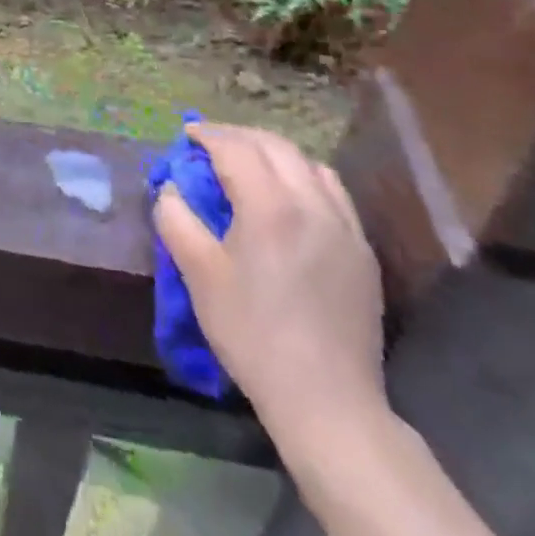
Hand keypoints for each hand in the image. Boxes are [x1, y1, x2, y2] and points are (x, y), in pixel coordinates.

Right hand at [155, 124, 385, 448]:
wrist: (327, 400)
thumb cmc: (252, 334)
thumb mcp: (198, 274)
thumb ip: (176, 219)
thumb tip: (171, 188)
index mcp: (270, 206)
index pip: (236, 148)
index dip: (208, 134)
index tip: (187, 134)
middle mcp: (313, 204)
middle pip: (275, 146)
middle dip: (239, 136)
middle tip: (210, 142)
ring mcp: (345, 227)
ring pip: (309, 163)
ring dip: (273, 152)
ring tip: (248, 163)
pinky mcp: (363, 250)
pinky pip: (333, 191)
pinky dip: (304, 176)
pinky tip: (289, 197)